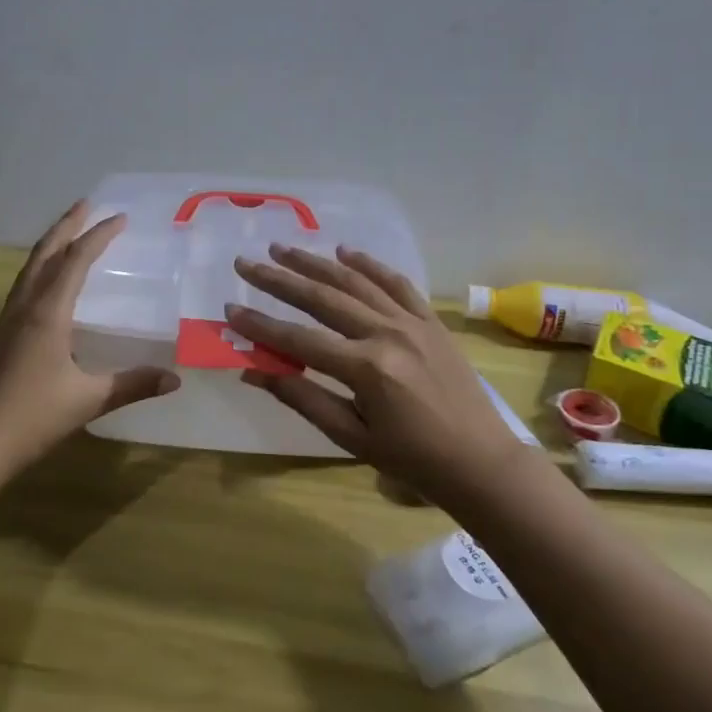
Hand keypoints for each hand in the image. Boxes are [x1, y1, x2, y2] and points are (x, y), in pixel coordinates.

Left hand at [0, 201, 179, 478]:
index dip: (98, 236)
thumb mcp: (88, 400)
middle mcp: (25, 307)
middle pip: (45, 253)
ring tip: (70, 231)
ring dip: (51, 244)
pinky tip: (49, 282)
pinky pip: (24, 286)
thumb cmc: (30, 417)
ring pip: (30, 268)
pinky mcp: (1, 335)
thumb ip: (132, 385)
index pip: (75, 260)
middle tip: (87, 204)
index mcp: (47, 313)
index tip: (120, 217)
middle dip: (67, 225)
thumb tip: (174, 379)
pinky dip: (41, 268)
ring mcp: (8, 320)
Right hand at [227, 245, 537, 506]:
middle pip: (322, 298)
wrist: (480, 462)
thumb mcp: (351, 436)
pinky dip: (370, 265)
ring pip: (355, 282)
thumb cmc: (412, 459)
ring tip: (283, 250)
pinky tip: (346, 252)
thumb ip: (302, 397)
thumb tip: (253, 370)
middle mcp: (387, 334)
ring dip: (316, 263)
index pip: (298, 339)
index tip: (230, 308)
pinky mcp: (431, 320)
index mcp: (366, 368)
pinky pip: (397, 283)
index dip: (260, 326)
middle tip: (246, 264)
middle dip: (279, 280)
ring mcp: (412, 322)